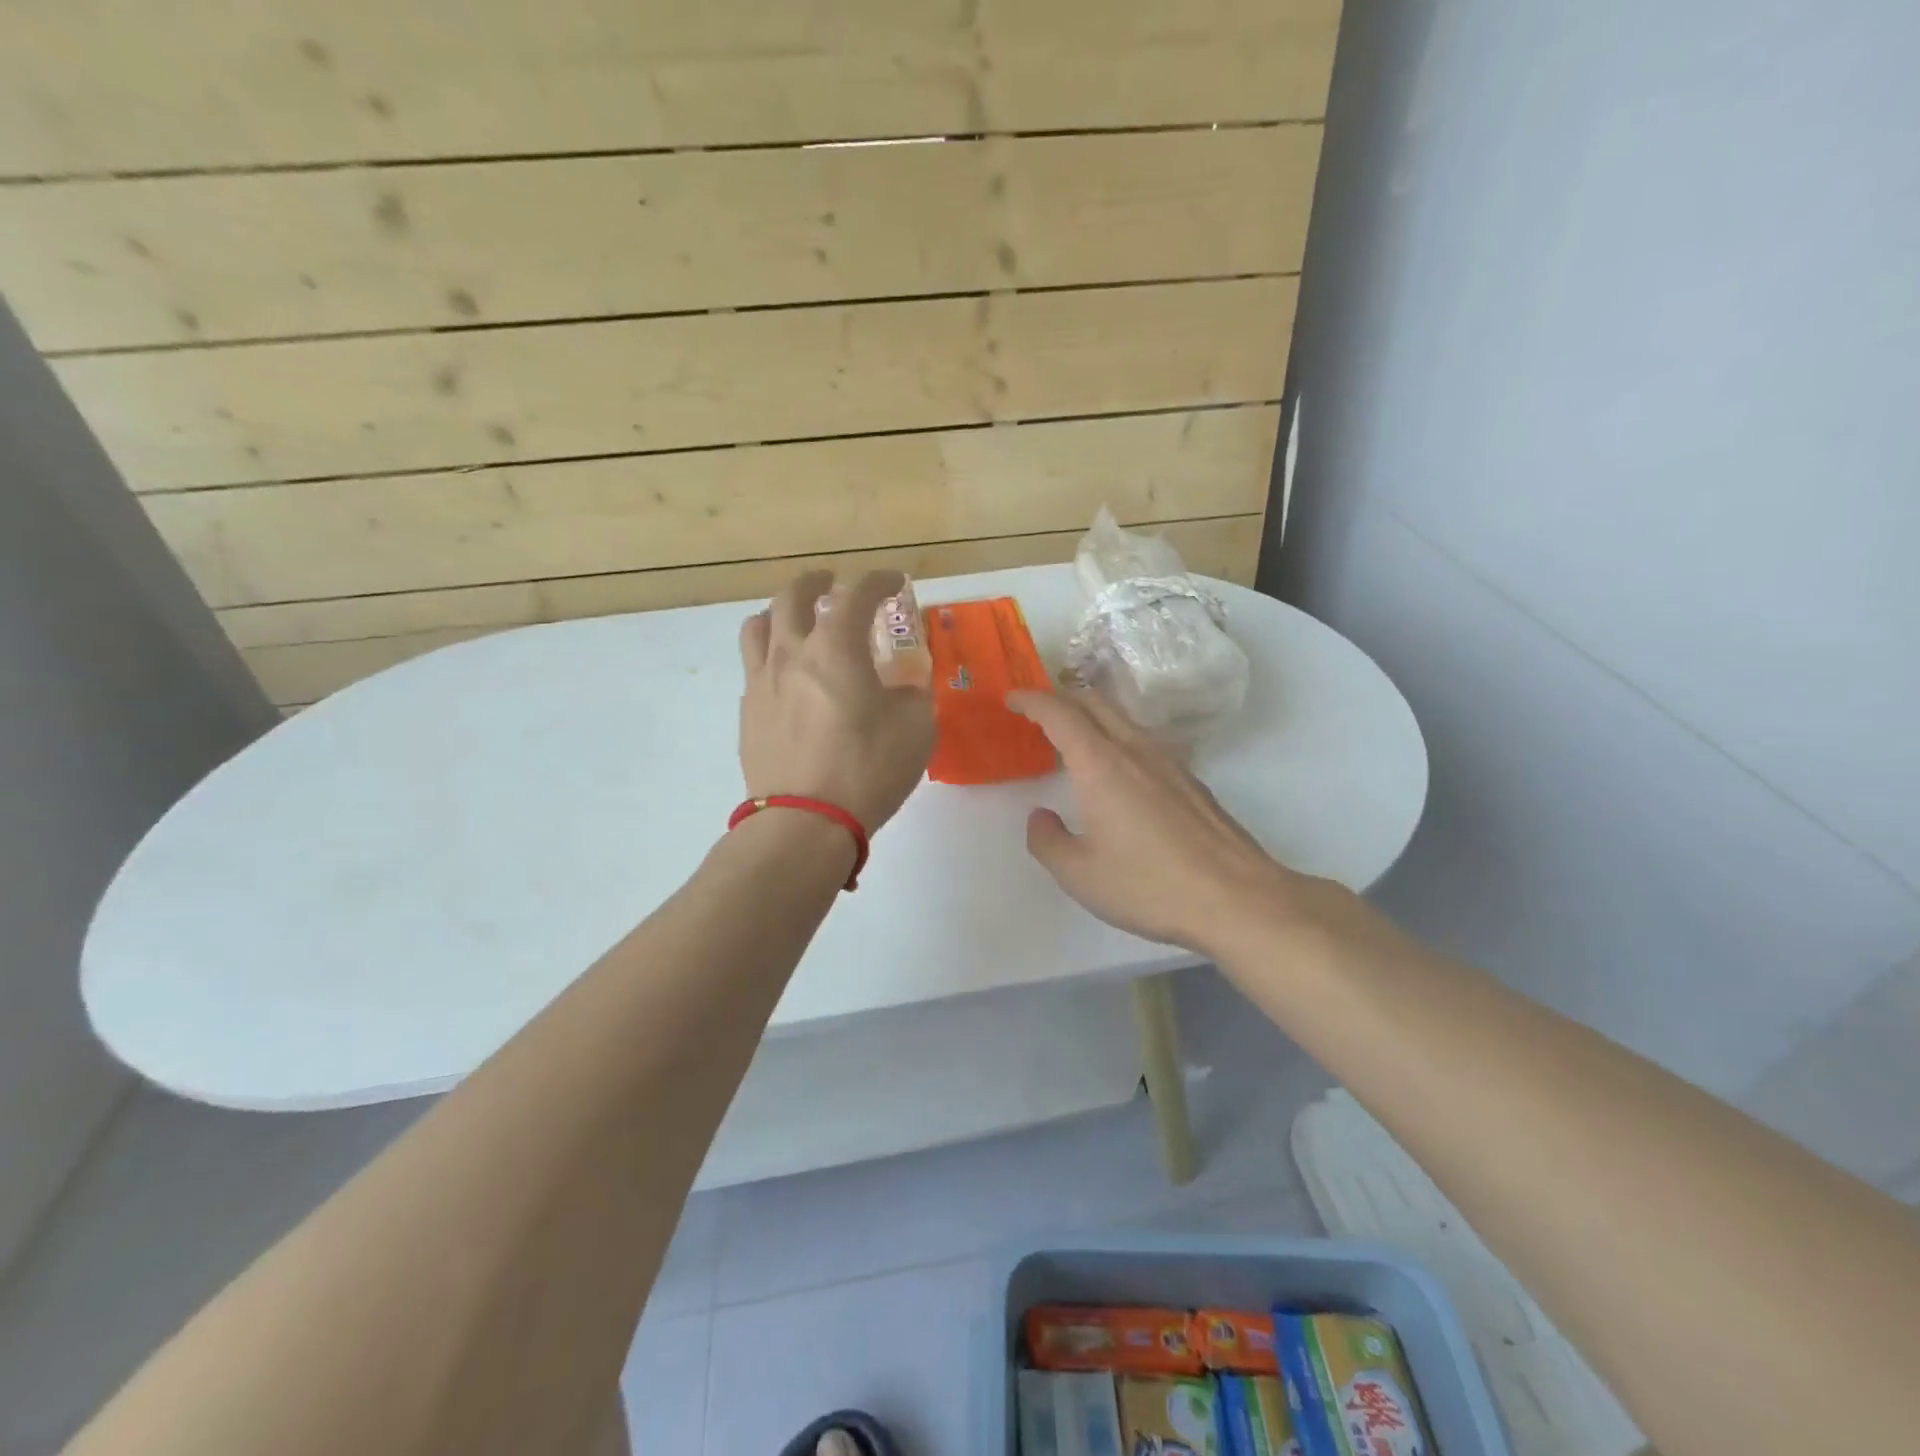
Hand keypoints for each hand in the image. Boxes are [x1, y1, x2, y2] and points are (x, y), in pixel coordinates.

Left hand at [739, 570, 935, 832]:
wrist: (804, 822)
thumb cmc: (867, 769)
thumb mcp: (916, 729)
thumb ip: (912, 695)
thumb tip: (901, 687)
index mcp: (835, 648)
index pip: (857, 594)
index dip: (879, 581)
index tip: (894, 582)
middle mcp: (791, 653)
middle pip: (792, 596)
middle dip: (816, 582)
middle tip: (833, 584)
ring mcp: (761, 682)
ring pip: (758, 626)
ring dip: (780, 613)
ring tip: (796, 623)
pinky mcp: (748, 713)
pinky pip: (754, 667)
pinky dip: (772, 656)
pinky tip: (788, 678)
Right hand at [1008, 688, 1298, 953]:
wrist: (1236, 898)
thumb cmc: (1149, 885)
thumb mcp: (1079, 874)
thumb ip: (1047, 840)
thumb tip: (1040, 817)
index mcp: (1100, 764)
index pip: (1059, 712)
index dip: (1031, 700)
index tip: (1011, 699)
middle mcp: (1135, 750)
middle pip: (1094, 702)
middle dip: (1060, 698)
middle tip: (1036, 715)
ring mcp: (1169, 762)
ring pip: (1122, 719)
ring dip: (1091, 718)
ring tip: (1073, 743)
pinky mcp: (1191, 780)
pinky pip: (1144, 742)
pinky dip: (1117, 740)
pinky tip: (1117, 776)